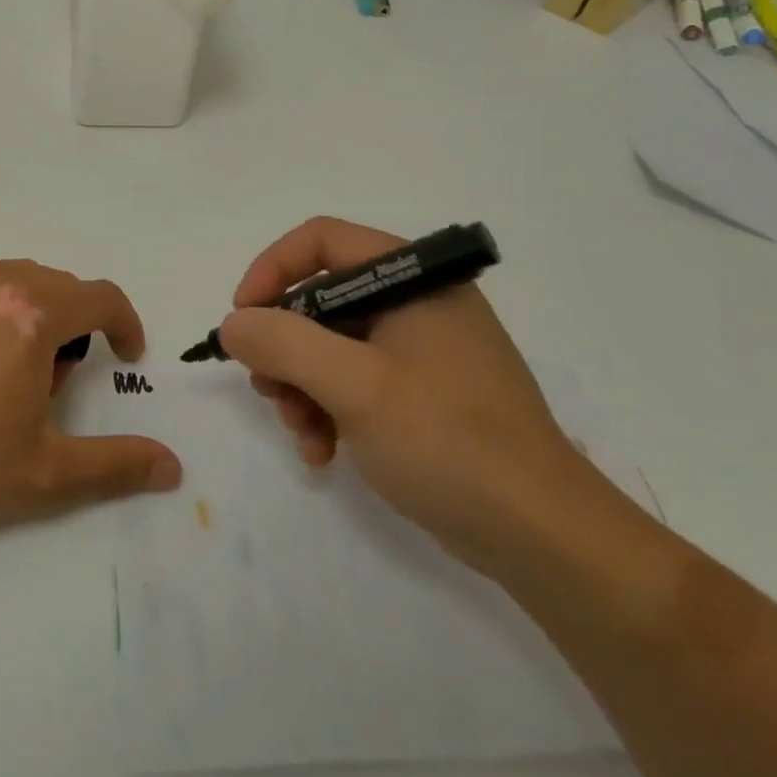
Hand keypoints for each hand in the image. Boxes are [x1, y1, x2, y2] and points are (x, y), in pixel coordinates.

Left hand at [0, 252, 181, 534]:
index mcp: (35, 312)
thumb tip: (173, 467)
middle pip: (62, 289)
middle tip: (51, 389)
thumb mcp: (44, 472)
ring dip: (36, 315)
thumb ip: (115, 465)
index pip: (103, 298)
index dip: (126, 326)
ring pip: (22, 281)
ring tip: (9, 372)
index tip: (125, 358)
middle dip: (75, 331)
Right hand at [217, 217, 587, 573]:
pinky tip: (322, 453)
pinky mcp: (421, 392)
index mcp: (411, 278)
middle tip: (268, 390)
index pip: (321, 241)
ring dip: (301, 387)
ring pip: (330, 345)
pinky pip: (354, 382)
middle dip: (284, 347)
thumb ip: (284, 343)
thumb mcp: (355, 386)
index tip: (242, 319)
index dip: (271, 271)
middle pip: (320, 298)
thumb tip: (234, 324)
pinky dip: (328, 410)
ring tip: (300, 433)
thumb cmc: (448, 441)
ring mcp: (420, 349)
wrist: (542, 535)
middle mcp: (415, 302)